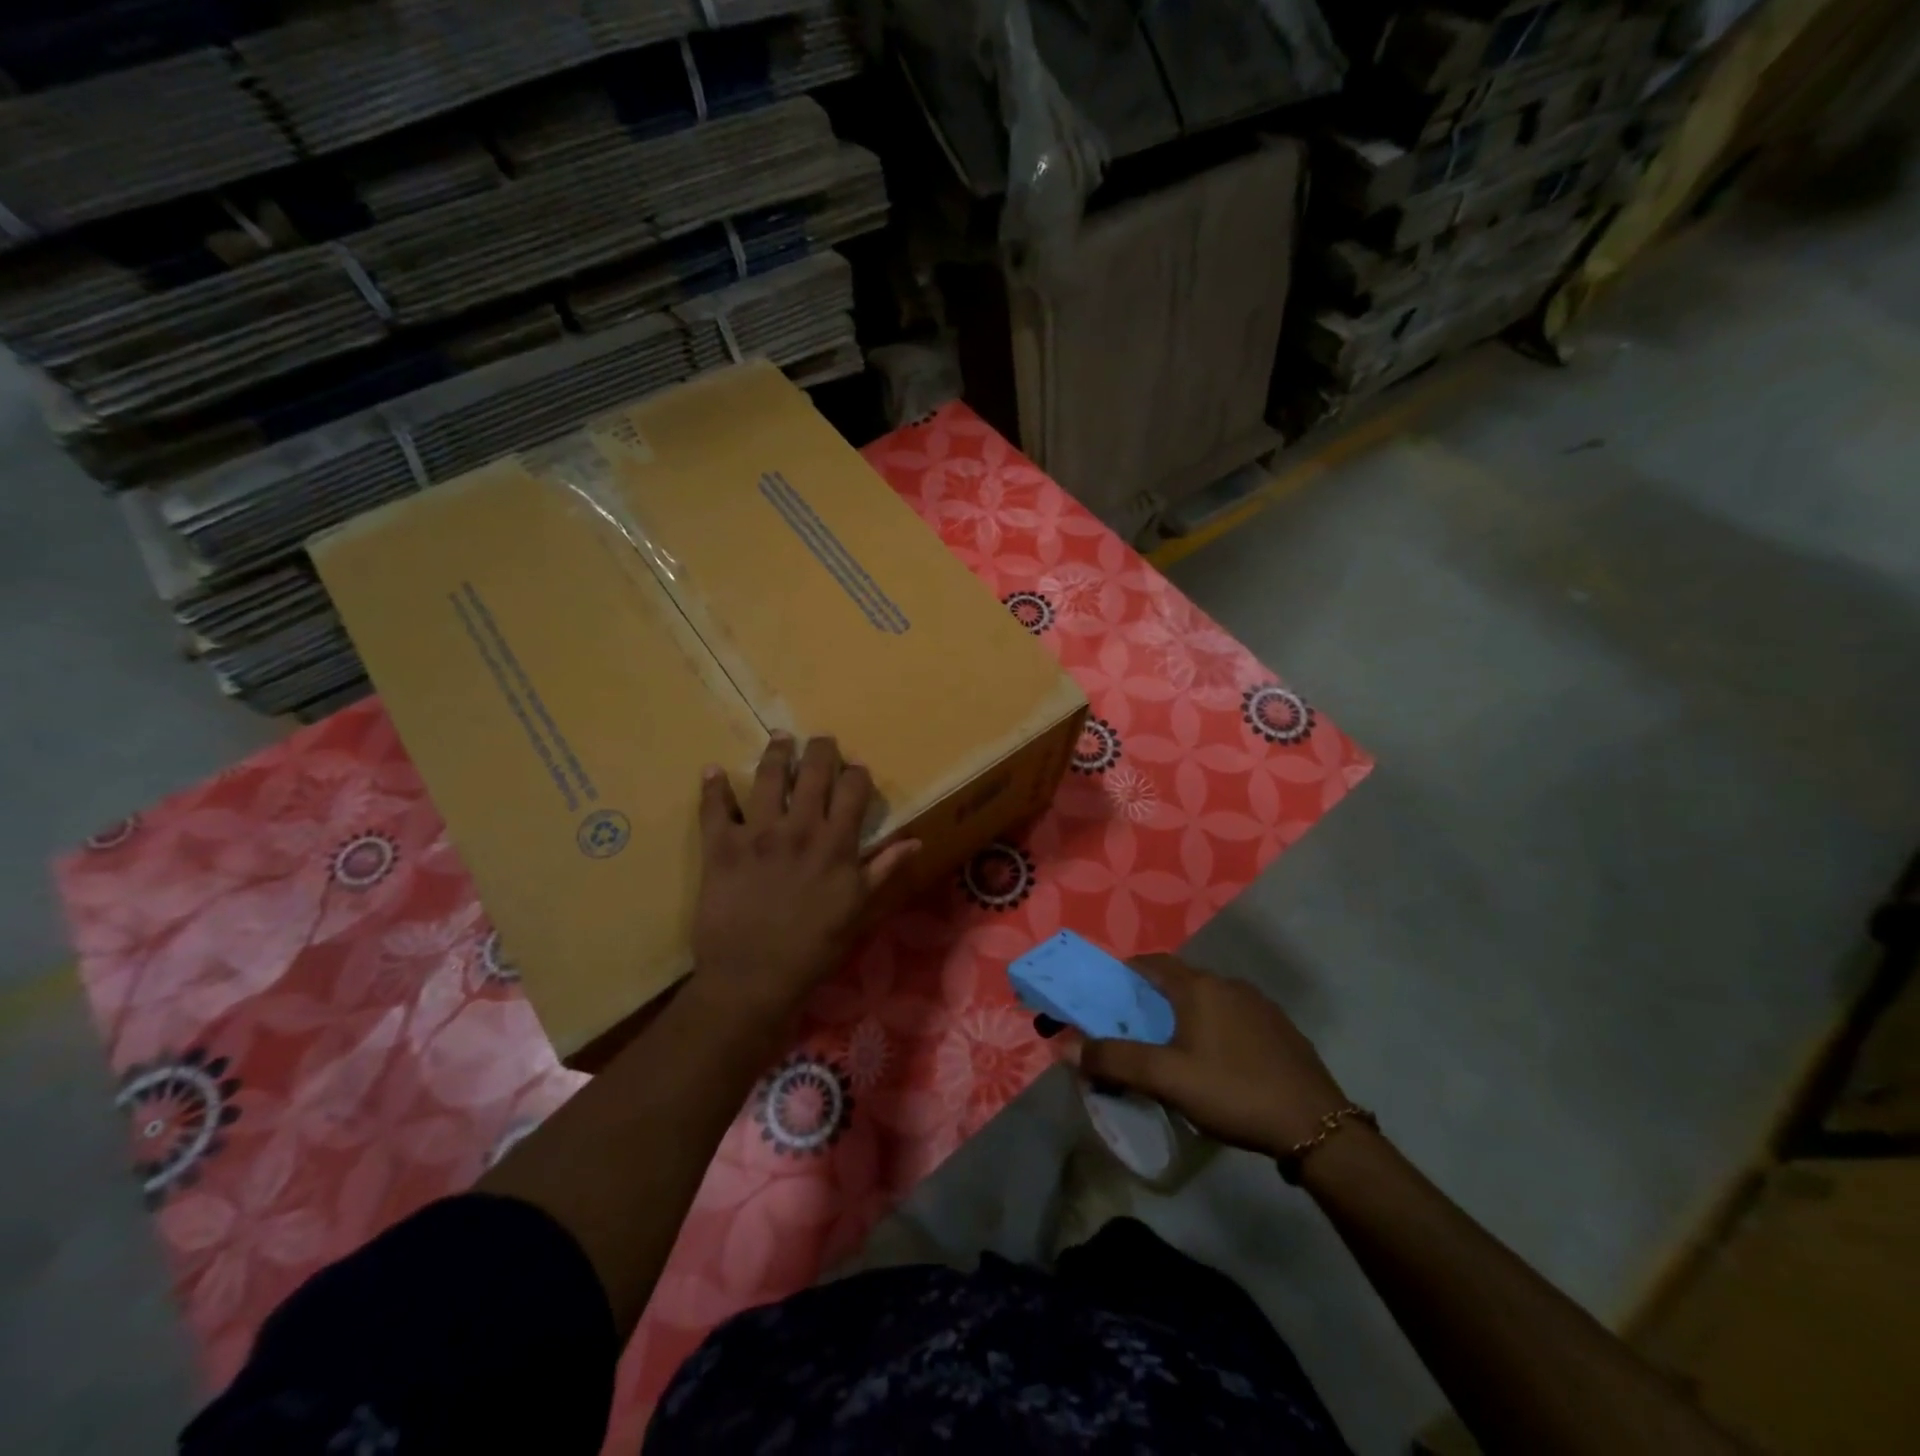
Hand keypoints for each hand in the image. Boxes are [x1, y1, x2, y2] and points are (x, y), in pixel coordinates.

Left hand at [689, 733, 917, 1020]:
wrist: (753, 978)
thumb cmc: (813, 948)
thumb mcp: (857, 911)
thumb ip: (883, 870)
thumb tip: (915, 840)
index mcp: (835, 844)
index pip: (852, 790)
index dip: (856, 773)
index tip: (856, 769)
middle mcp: (799, 828)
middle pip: (813, 772)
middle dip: (820, 749)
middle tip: (821, 740)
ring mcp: (757, 834)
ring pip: (767, 778)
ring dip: (775, 753)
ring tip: (780, 738)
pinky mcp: (721, 846)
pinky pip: (715, 808)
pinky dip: (712, 787)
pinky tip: (712, 770)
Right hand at [1069, 954, 1350, 1157]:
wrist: (1317, 1126)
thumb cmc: (1233, 1092)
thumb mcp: (1166, 1079)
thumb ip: (1115, 1061)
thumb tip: (1069, 1047)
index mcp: (1199, 987)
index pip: (1152, 963)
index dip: (1126, 974)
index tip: (1108, 996)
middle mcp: (1228, 984)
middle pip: (1180, 981)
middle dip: (1154, 1000)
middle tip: (1136, 1031)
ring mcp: (1260, 1005)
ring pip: (1209, 1000)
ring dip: (1186, 1016)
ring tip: (1174, 1050)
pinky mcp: (1281, 1029)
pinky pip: (1235, 1018)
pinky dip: (1216, 1029)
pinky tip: (1219, 1065)